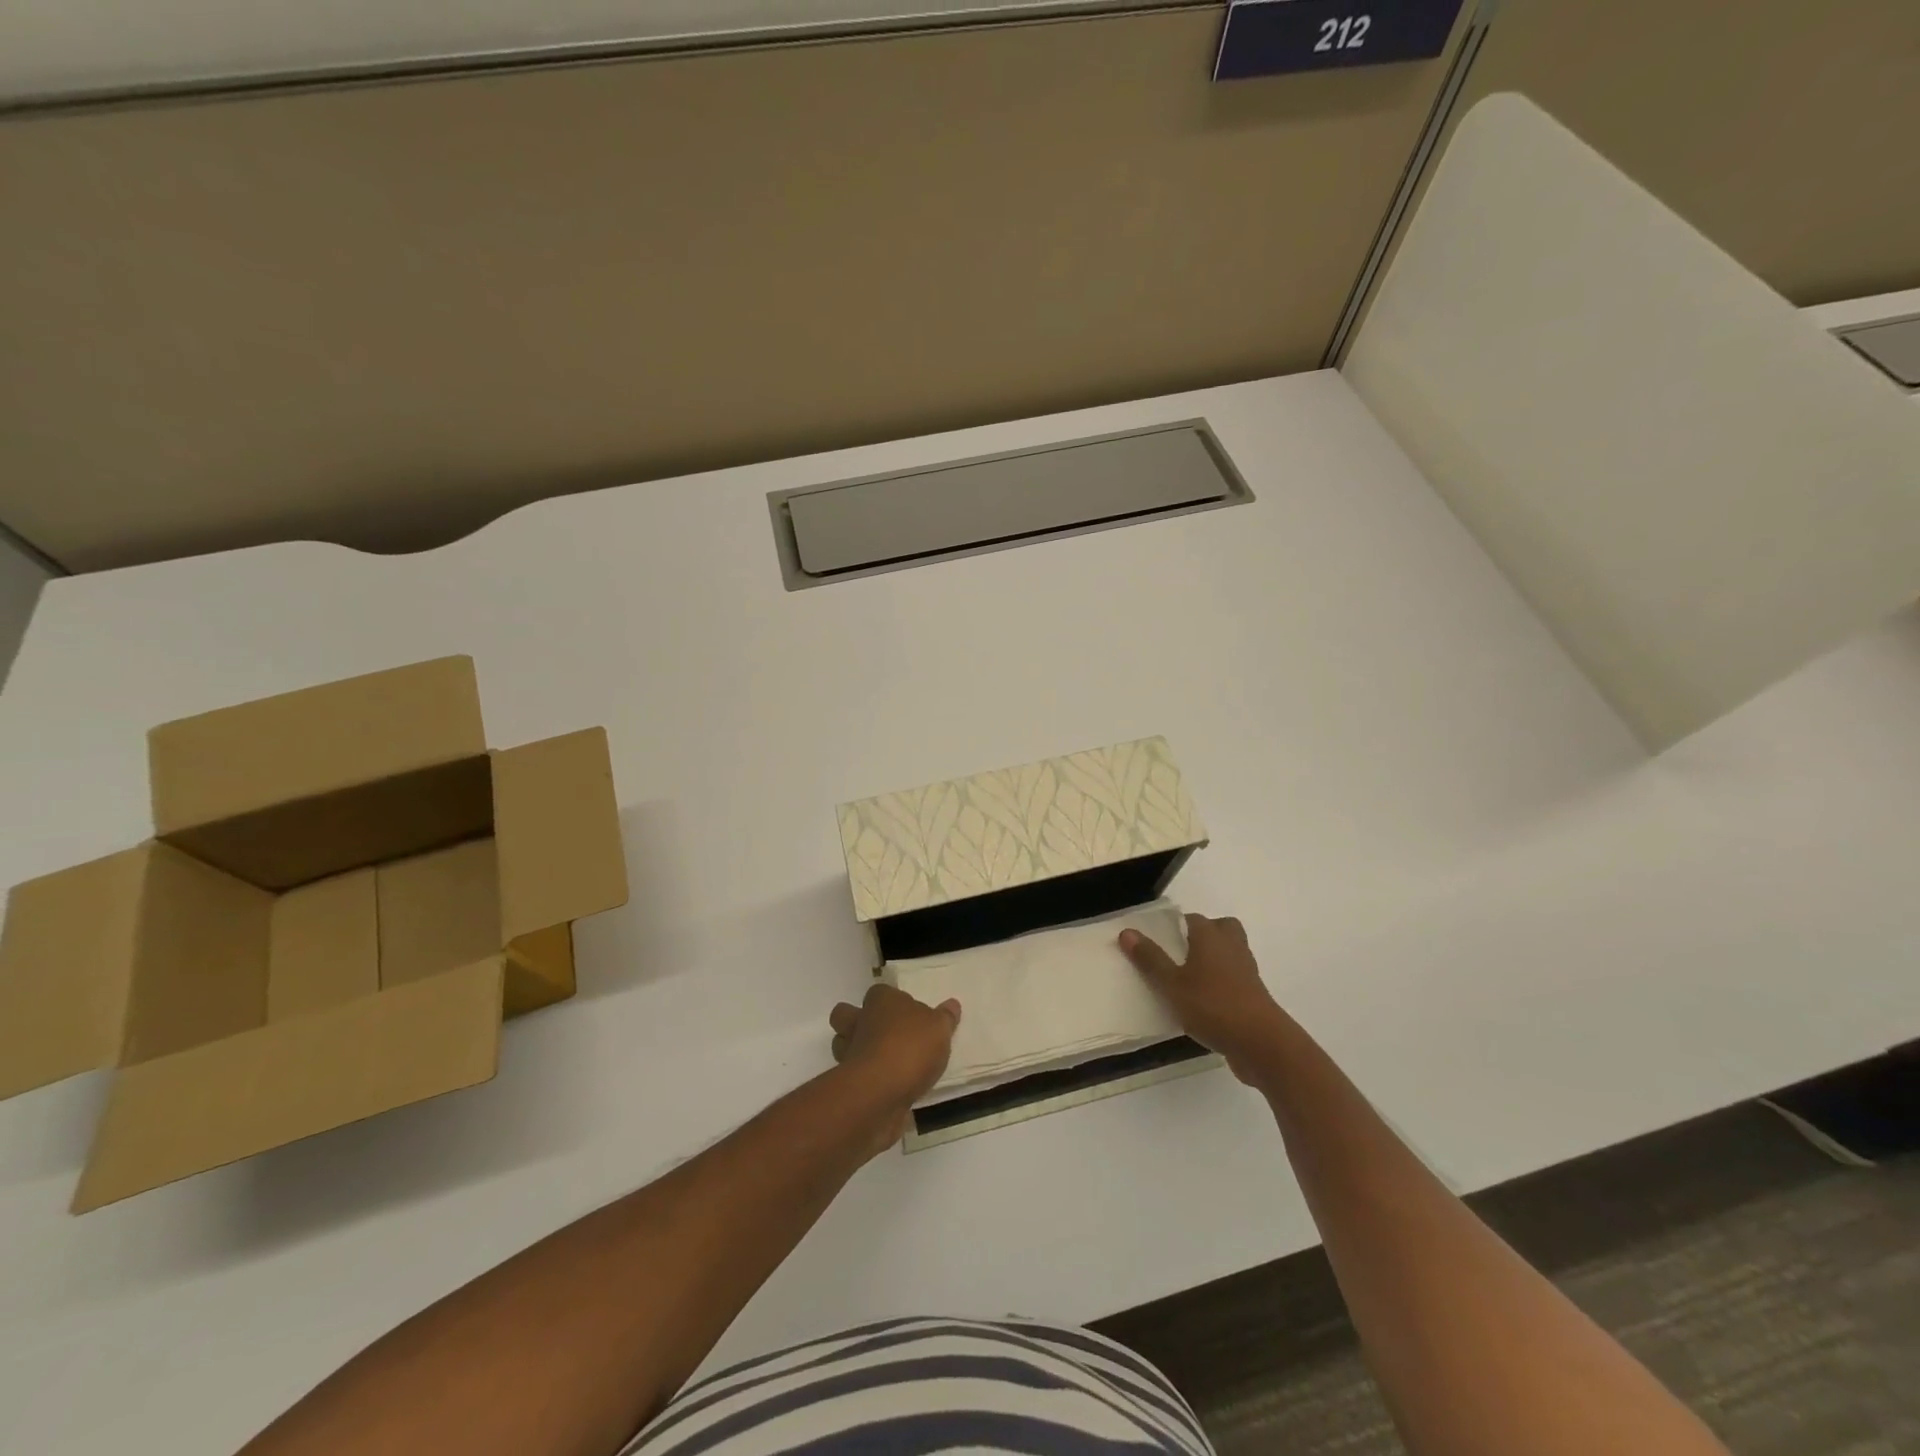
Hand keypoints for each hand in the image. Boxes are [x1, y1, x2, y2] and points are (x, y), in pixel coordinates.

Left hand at [828, 985, 961, 1148]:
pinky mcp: (849, 1084)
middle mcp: (859, 1022)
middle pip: (847, 1015)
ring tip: (888, 1063)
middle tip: (886, 1035)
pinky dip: (869, 1081)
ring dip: (860, 1052)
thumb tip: (952, 1005)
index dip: (890, 1000)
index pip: (879, 992)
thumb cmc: (910, 1047)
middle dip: (858, 1022)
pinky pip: (856, 1077)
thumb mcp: (939, 1028)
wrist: (880, 1094)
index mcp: (881, 1001)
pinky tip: (890, 1088)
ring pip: (845, 1046)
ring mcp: (849, 1054)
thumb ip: (945, 1018)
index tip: (907, 1013)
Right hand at [1120, 913, 1290, 1084]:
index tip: (1158, 939)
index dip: (1175, 925)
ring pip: (1230, 953)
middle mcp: (1232, 947)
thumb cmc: (1213, 1006)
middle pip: (1220, 929)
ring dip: (1213, 959)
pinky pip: (1234, 979)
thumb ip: (1150, 959)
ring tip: (1187, 977)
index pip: (1192, 919)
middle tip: (1180, 952)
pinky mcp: (1254, 996)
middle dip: (1203, 935)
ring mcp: (1247, 972)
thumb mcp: (1172, 984)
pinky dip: (1221, 983)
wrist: (1262, 1044)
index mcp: (1211, 937)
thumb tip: (1127, 931)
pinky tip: (1202, 1002)